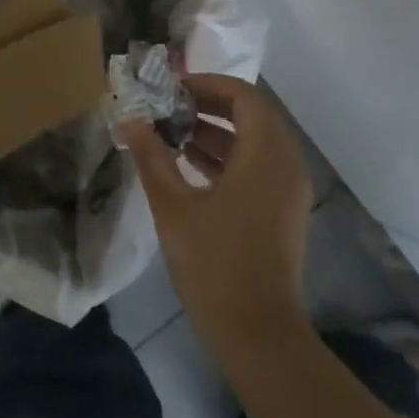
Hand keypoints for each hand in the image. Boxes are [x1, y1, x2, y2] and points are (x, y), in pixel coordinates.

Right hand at [119, 74, 311, 353]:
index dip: (206, 84)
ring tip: (172, 135)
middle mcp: (286, 163)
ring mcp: (289, 189)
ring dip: (217, 132)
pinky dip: (228, 156)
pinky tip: (190, 166)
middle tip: (168, 108)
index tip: (171, 88)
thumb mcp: (172, 205)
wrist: (257, 333)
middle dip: (208, 106)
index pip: (242, 95)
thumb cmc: (213, 263)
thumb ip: (151, 156)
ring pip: (255, 141)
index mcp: (265, 154)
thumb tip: (129, 119)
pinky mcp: (284, 210)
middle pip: (251, 115)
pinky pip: (259, 165)